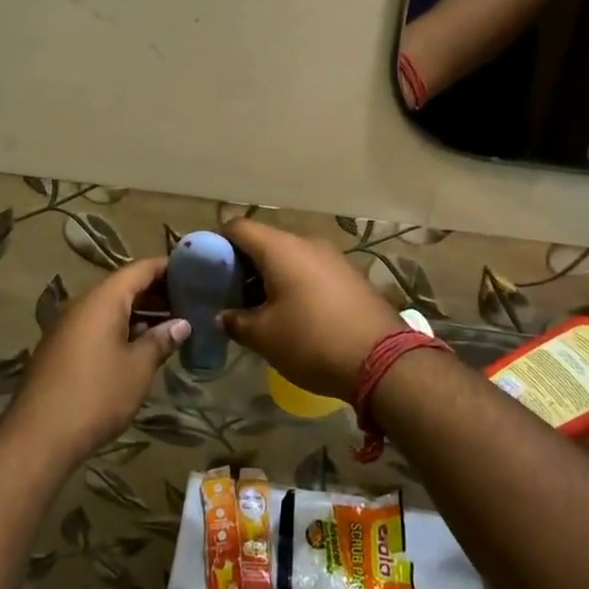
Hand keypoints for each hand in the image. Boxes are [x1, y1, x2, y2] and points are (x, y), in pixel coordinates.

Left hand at [9, 258, 189, 464]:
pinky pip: (96, 326)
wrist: (39, 436)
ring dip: (140, 313)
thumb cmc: (96, 395)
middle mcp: (82, 304)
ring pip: (109, 308)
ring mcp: (67, 326)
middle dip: (157, 292)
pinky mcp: (60, 348)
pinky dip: (121, 328)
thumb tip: (182, 324)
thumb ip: (161, 340)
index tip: (194, 272)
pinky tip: (140, 346)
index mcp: (103, 299)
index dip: (167, 268)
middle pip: (124, 286)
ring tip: (172, 325)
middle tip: (189, 302)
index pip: (140, 269)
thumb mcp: (138, 368)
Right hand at [219, 219, 403, 401]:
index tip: (205, 268)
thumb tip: (223, 316)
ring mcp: (331, 257)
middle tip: (226, 293)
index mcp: (280, 248)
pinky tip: (287, 312)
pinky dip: (291, 283)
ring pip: (287, 257)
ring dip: (267, 276)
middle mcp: (306, 243)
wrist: (383, 361)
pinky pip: (308, 270)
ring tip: (253, 307)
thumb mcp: (264, 336)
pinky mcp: (348, 276)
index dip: (217, 243)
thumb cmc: (312, 341)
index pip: (238, 227)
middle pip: (263, 242)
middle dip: (241, 264)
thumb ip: (236, 321)